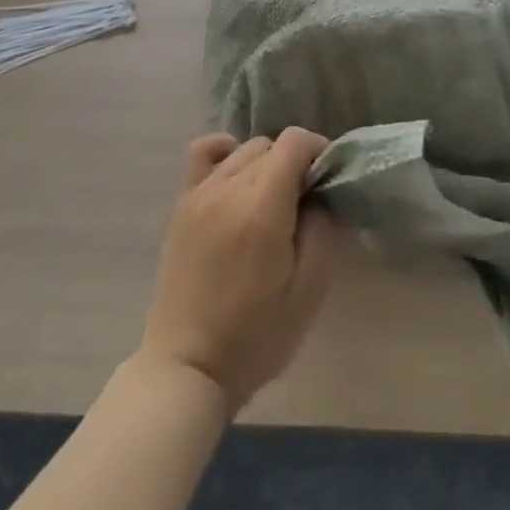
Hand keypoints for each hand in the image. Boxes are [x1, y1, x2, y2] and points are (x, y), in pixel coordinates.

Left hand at [139, 129, 338, 413]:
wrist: (187, 368)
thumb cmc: (256, 336)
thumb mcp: (309, 291)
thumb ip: (324, 229)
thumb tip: (324, 191)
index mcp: (262, 208)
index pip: (295, 142)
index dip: (319, 151)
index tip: (327, 181)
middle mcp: (228, 188)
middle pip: (272, 145)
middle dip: (295, 163)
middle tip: (304, 204)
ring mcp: (200, 193)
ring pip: (244, 150)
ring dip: (266, 164)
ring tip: (272, 202)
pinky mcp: (182, 205)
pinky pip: (203, 153)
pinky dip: (225, 152)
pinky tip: (237, 177)